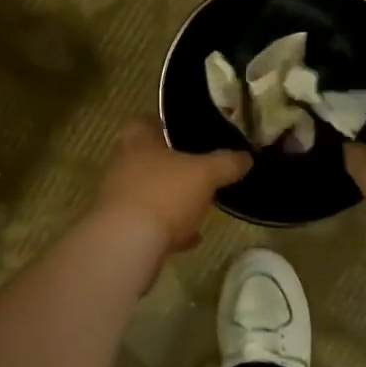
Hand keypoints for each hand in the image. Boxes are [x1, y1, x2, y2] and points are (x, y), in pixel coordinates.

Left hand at [94, 121, 250, 252]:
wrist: (127, 245)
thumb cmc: (164, 194)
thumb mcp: (205, 174)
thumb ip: (226, 163)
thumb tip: (246, 157)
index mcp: (137, 141)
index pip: (146, 121)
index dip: (167, 125)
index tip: (189, 132)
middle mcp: (123, 165)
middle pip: (149, 159)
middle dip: (174, 166)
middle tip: (200, 169)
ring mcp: (119, 199)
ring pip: (150, 192)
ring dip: (172, 199)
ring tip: (200, 205)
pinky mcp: (121, 229)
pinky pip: (150, 224)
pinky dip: (170, 229)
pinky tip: (191, 238)